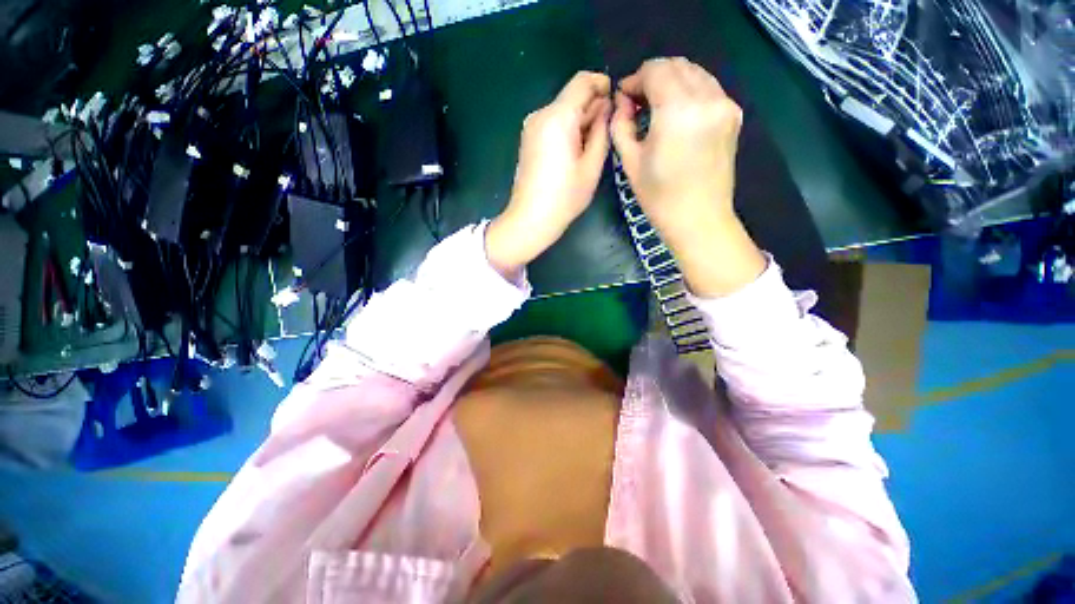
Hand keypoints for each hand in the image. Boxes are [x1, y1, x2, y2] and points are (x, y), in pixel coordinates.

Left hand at [486, 72, 611, 278]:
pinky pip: (553, 124)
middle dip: (593, 108)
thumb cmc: (564, 198)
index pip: (583, 81)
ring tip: (591, 149)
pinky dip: (567, 130)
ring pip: (563, 111)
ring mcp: (531, 127)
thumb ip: (602, 131)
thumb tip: (606, 108)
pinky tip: (574, 154)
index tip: (616, 102)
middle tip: (607, 133)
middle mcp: (541, 114)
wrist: (530, 219)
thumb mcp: (592, 166)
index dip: (602, 85)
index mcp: (558, 117)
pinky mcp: (528, 140)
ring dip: (581, 121)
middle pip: (572, 97)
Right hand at [610, 58, 764, 296]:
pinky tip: (676, 113)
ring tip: (655, 106)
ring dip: (672, 81)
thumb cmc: (659, 197)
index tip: (623, 96)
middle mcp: (707, 98)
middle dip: (653, 76)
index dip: (635, 79)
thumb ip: (621, 125)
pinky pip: (708, 88)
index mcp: (678, 110)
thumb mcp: (630, 163)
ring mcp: (725, 104)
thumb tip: (621, 102)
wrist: (699, 220)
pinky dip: (689, 91)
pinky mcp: (733, 115)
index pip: (655, 71)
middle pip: (677, 66)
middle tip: (636, 101)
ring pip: (695, 73)